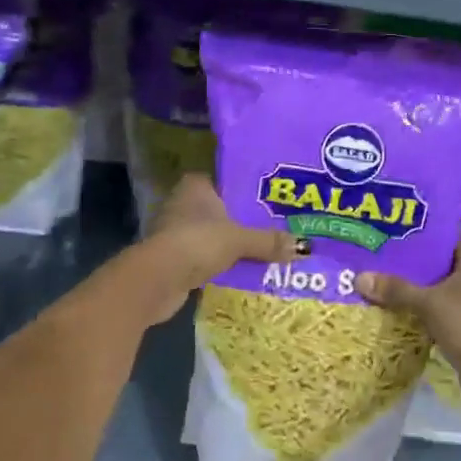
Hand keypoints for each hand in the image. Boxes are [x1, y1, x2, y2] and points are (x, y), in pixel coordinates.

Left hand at [129, 174, 300, 323]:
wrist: (157, 279)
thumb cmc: (198, 242)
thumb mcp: (240, 240)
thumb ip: (268, 241)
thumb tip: (302, 246)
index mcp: (196, 186)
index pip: (226, 181)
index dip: (247, 190)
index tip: (271, 200)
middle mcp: (183, 203)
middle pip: (221, 209)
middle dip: (243, 220)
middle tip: (275, 226)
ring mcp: (175, 231)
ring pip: (213, 234)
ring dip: (231, 244)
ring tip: (265, 249)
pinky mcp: (173, 258)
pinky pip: (205, 255)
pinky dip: (220, 262)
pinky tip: (242, 269)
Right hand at [356, 235, 460, 419]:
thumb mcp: (429, 304)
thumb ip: (396, 289)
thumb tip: (359, 278)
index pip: (444, 234)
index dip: (417, 234)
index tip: (388, 236)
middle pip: (441, 259)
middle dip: (412, 262)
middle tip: (378, 259)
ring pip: (443, 284)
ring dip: (418, 287)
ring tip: (383, 282)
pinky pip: (447, 305)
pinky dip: (427, 306)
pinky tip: (400, 309)